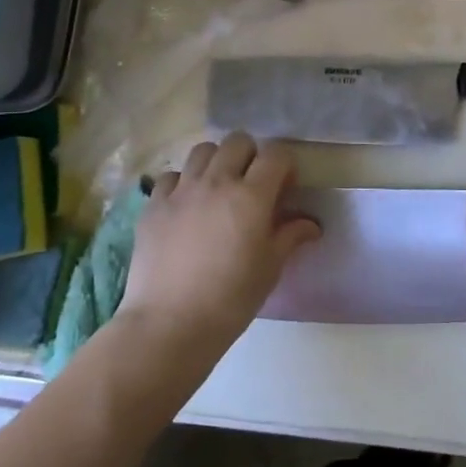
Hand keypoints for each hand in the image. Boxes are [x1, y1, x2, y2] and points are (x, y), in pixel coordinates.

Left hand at [119, 133, 320, 352]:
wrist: (169, 325)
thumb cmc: (231, 299)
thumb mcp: (270, 268)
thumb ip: (290, 236)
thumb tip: (312, 225)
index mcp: (252, 196)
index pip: (275, 154)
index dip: (284, 164)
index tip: (285, 187)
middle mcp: (217, 182)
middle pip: (238, 141)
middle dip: (251, 155)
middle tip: (252, 184)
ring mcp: (181, 190)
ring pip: (203, 150)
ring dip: (217, 161)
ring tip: (218, 188)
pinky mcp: (154, 205)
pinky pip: (171, 176)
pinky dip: (183, 182)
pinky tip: (186, 205)